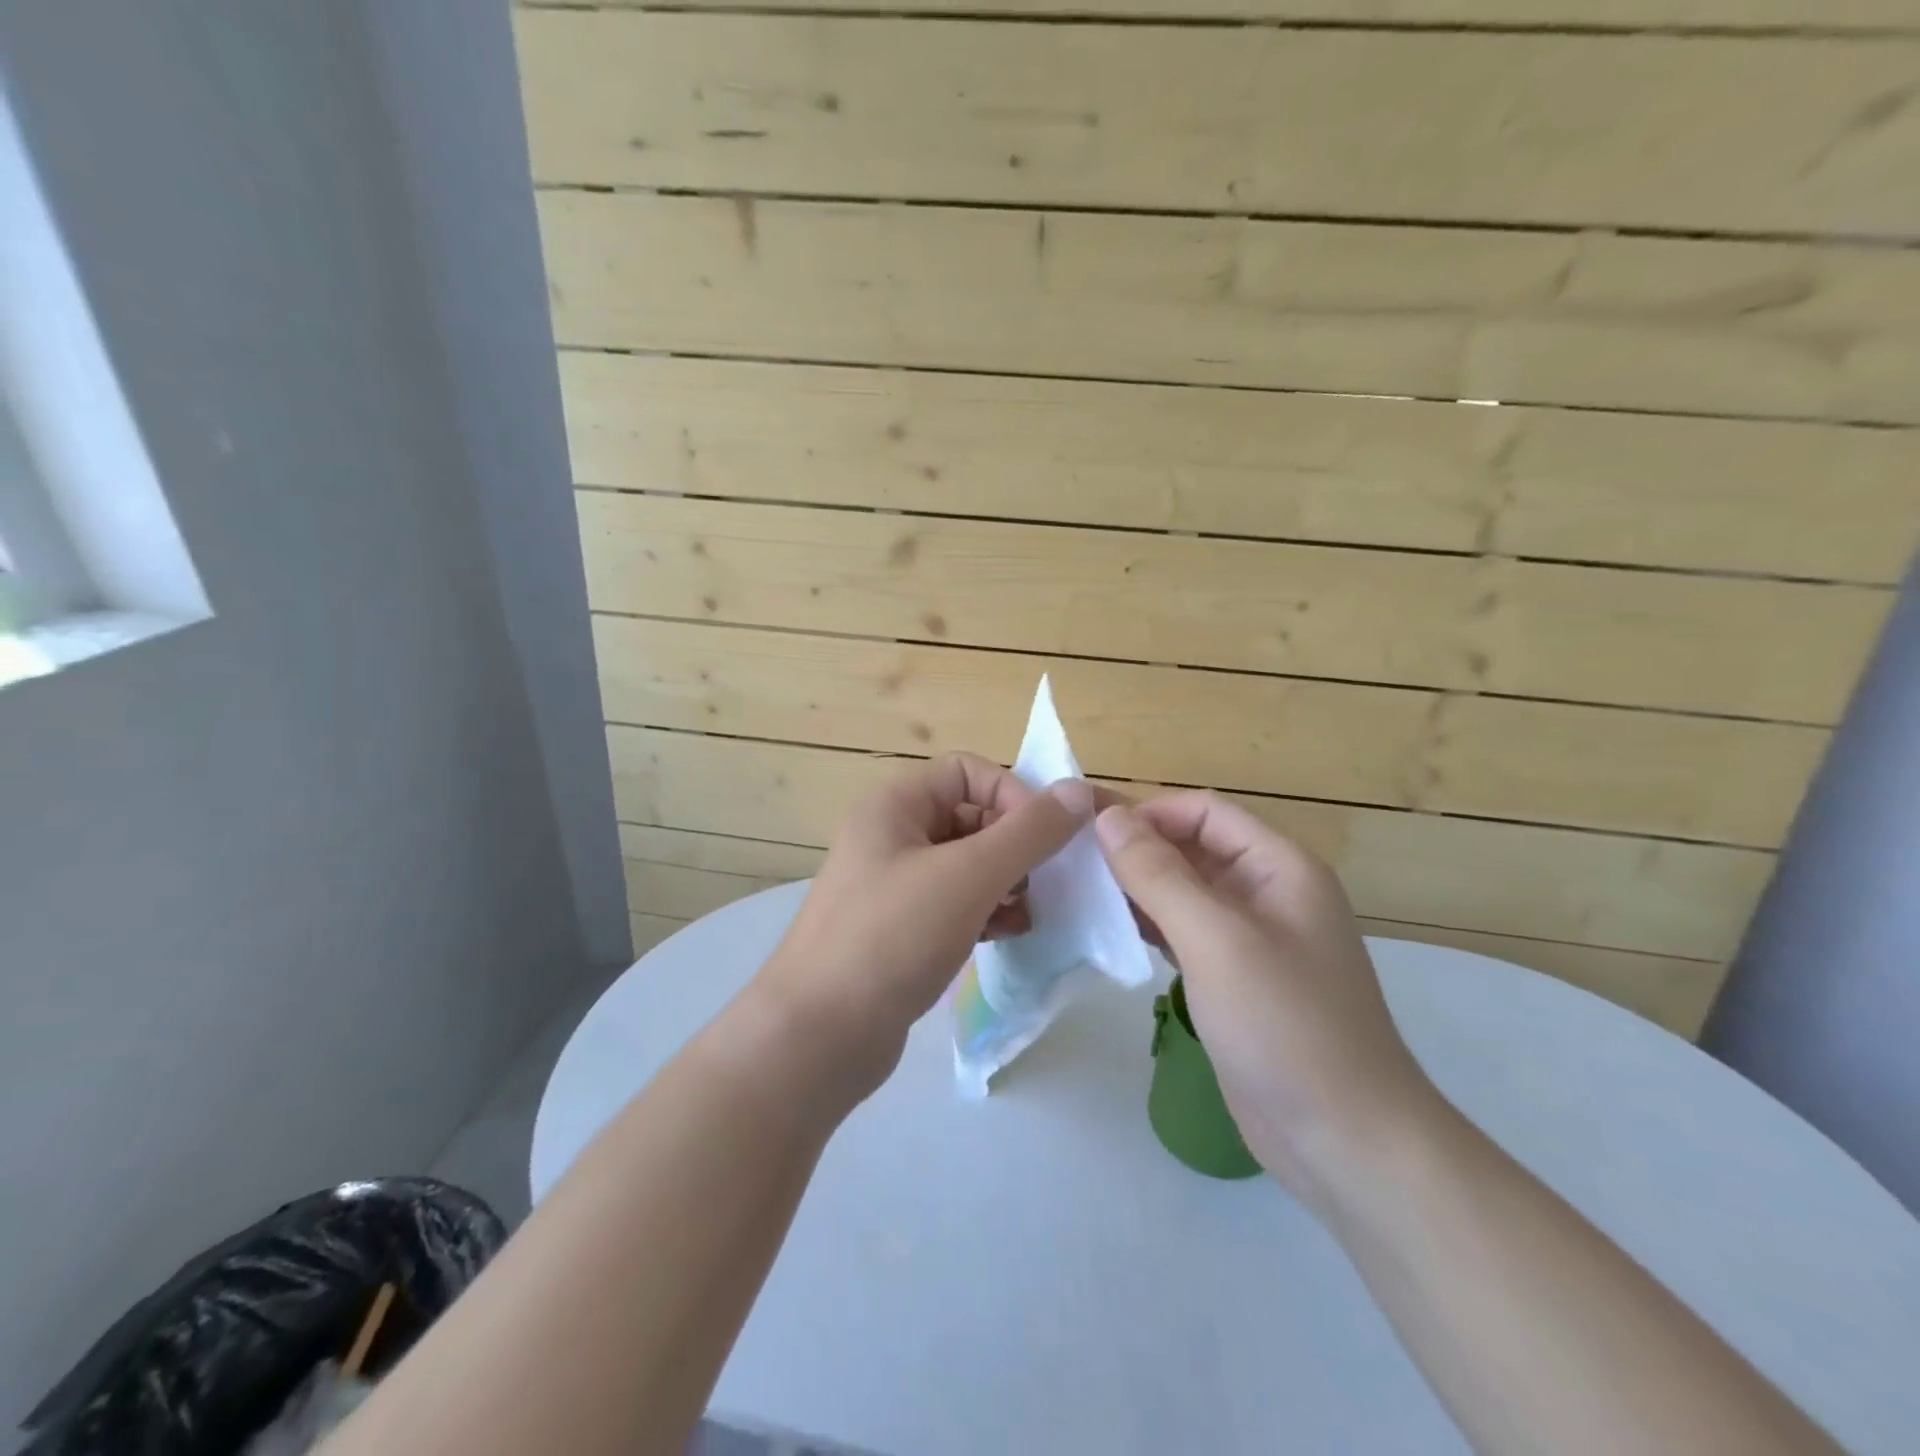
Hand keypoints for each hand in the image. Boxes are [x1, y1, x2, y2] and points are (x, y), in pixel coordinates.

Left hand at [753, 753, 1094, 1100]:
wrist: (818, 1036)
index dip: (1011, 795)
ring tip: (1030, 913)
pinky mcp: (900, 930)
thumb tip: (1078, 790)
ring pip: (967, 864)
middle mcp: (890, 836)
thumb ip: (1029, 832)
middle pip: (970, 817)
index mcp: (894, 805)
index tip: (1043, 839)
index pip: (967, 771)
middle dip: (1014, 845)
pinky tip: (1011, 934)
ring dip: (1007, 881)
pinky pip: (955, 903)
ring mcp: (892, 886)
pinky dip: (987, 911)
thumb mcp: (968, 876)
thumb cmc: (892, 937)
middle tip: (1045, 882)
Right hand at [1094, 792, 1434, 1202]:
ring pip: (1185, 892)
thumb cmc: (1285, 1025)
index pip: (1206, 812)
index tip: (1089, 833)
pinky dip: (1150, 926)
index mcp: (1280, 868)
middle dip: (1137, 850)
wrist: (1345, 1141)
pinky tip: (1113, 933)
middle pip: (1194, 849)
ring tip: (1081, 893)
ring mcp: (1253, 940)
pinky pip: (1186, 933)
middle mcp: (1269, 893)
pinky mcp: (1235, 980)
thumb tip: (1109, 817)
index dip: (1149, 813)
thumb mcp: (1216, 939)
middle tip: (1072, 862)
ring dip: (1138, 888)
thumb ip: (1159, 874)